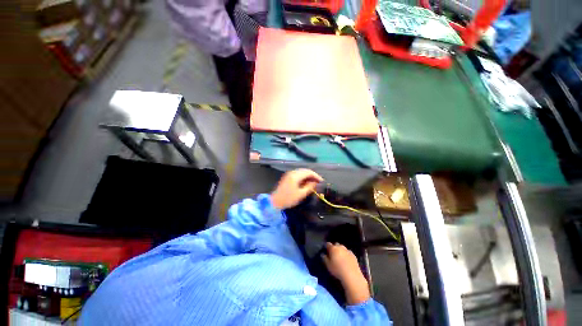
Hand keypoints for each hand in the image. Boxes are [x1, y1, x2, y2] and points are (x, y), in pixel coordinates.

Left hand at [271, 169, 322, 209]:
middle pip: (305, 170)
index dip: (316, 176)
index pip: (308, 172)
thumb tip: (315, 182)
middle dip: (312, 175)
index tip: (321, 181)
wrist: (275, 201)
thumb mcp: (301, 194)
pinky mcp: (287, 177)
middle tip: (318, 182)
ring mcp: (289, 174)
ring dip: (308, 176)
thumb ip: (309, 187)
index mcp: (295, 176)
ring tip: (313, 182)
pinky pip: (298, 174)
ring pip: (301, 172)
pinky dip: (303, 177)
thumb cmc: (288, 199)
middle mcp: (292, 172)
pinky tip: (306, 182)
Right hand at [322, 242, 370, 304]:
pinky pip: (348, 252)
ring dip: (340, 250)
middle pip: (336, 244)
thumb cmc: (337, 269)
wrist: (352, 275)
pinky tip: (346, 260)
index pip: (328, 244)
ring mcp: (347, 250)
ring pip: (342, 248)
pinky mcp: (353, 255)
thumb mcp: (328, 265)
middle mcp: (340, 247)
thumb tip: (322, 254)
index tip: (326, 250)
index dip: (326, 246)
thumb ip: (324, 258)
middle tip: (333, 254)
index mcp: (333, 248)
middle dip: (334, 247)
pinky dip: (346, 254)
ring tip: (340, 257)